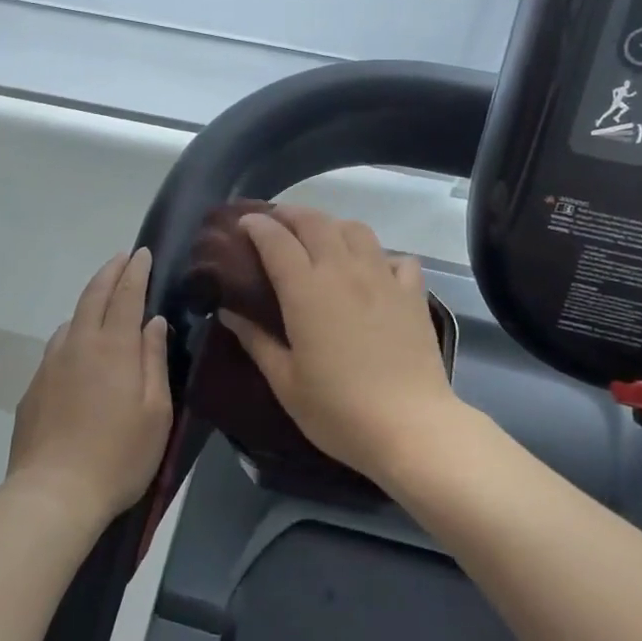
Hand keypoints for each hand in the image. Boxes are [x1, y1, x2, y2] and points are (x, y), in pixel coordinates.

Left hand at [6, 248, 173, 524]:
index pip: (126, 295)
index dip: (136, 271)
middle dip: (110, 272)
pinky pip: (57, 347)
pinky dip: (73, 333)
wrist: (53, 494)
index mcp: (114, 347)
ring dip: (89, 301)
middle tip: (122, 258)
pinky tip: (78, 349)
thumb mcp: (156, 411)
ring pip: (72, 319)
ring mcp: (51, 365)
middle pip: (94, 295)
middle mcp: (79, 344)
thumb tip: (154, 322)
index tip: (143, 253)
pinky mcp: (34, 388)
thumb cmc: (119, 455)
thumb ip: (154, 360)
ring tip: (103, 301)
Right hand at [217, 206, 457, 483]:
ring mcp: (383, 277)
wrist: (410, 426)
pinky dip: (380, 255)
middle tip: (275, 222)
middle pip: (315, 222)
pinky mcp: (412, 293)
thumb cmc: (338, 410)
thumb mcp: (286, 382)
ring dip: (332, 225)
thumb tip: (229, 312)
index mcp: (306, 290)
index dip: (257, 225)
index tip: (243, 223)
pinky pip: (396, 257)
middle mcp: (343, 270)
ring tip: (321, 239)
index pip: (276, 240)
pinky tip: (373, 271)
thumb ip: (256, 341)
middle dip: (290, 214)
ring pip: (356, 229)